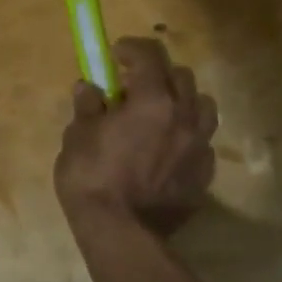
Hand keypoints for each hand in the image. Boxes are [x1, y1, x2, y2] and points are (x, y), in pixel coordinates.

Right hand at [54, 37, 218, 234]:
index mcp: (153, 100)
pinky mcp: (204, 176)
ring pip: (202, 107)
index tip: (116, 53)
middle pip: (181, 76)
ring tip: (160, 113)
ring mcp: (199, 148)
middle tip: (134, 86)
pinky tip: (167, 148)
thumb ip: (88, 106)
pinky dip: (186, 136)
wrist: (120, 234)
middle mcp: (184, 117)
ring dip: (182, 101)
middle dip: (158, 73)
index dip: (131, 48)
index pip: (150, 55)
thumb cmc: (92, 177)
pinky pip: (202, 143)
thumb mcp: (78, 135)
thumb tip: (89, 88)